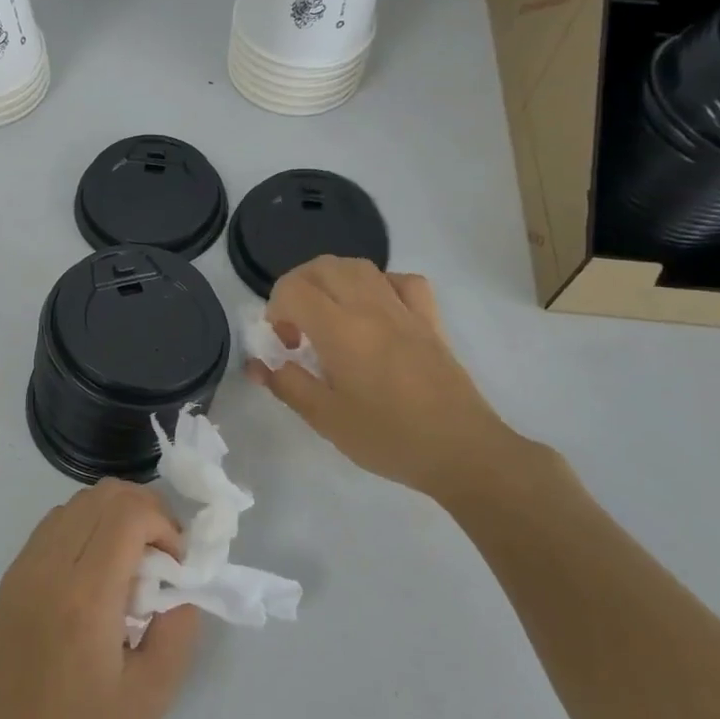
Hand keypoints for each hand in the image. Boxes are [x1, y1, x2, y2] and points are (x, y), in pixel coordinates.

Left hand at [0, 479, 200, 718]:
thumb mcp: (150, 697)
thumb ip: (178, 630)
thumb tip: (181, 584)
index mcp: (86, 595)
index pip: (129, 514)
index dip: (163, 524)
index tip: (175, 564)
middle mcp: (51, 565)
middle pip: (105, 494)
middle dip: (145, 510)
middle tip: (161, 553)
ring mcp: (26, 563)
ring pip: (79, 500)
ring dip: (114, 514)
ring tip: (130, 560)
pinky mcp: (13, 571)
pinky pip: (57, 521)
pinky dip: (86, 524)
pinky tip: (96, 568)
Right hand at [247, 256, 533, 496]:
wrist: (462, 451)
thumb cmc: (388, 438)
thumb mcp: (326, 419)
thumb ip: (287, 385)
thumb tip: (257, 365)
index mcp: (340, 330)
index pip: (293, 289)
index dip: (276, 310)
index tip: (285, 345)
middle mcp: (370, 308)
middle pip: (323, 267)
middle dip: (297, 287)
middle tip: (297, 326)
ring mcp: (404, 310)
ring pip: (360, 266)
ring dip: (333, 280)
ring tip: (328, 315)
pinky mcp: (430, 320)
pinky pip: (403, 282)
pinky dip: (379, 285)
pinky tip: (375, 310)